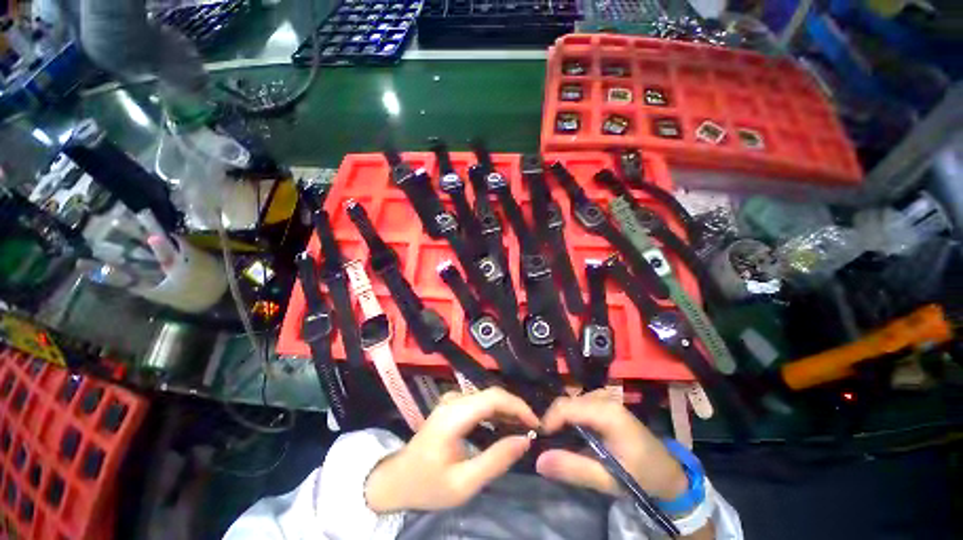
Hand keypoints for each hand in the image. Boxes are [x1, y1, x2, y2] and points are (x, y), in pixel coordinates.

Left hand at [365, 387, 538, 512]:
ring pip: (487, 396)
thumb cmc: (428, 485)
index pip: (493, 398)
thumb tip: (525, 440)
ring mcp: (451, 400)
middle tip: (532, 430)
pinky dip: (496, 412)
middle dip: (515, 409)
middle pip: (492, 394)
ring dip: (507, 410)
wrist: (397, 480)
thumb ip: (496, 460)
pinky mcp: (452, 404)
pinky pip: (480, 401)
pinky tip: (504, 426)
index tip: (536, 424)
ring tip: (522, 430)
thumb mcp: (464, 483)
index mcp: (454, 415)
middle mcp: (453, 400)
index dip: (518, 406)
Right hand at [536, 390, 687, 500]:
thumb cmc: (641, 477)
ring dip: (560, 421)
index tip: (538, 441)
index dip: (547, 421)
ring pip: (570, 403)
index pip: (565, 407)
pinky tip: (572, 435)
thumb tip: (538, 460)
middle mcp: (603, 398)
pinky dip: (569, 418)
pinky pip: (578, 405)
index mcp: (606, 412)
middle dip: (552, 422)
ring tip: (558, 442)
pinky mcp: (604, 403)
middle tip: (547, 445)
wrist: (668, 473)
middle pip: (566, 403)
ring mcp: (604, 398)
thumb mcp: (608, 479)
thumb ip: (573, 468)